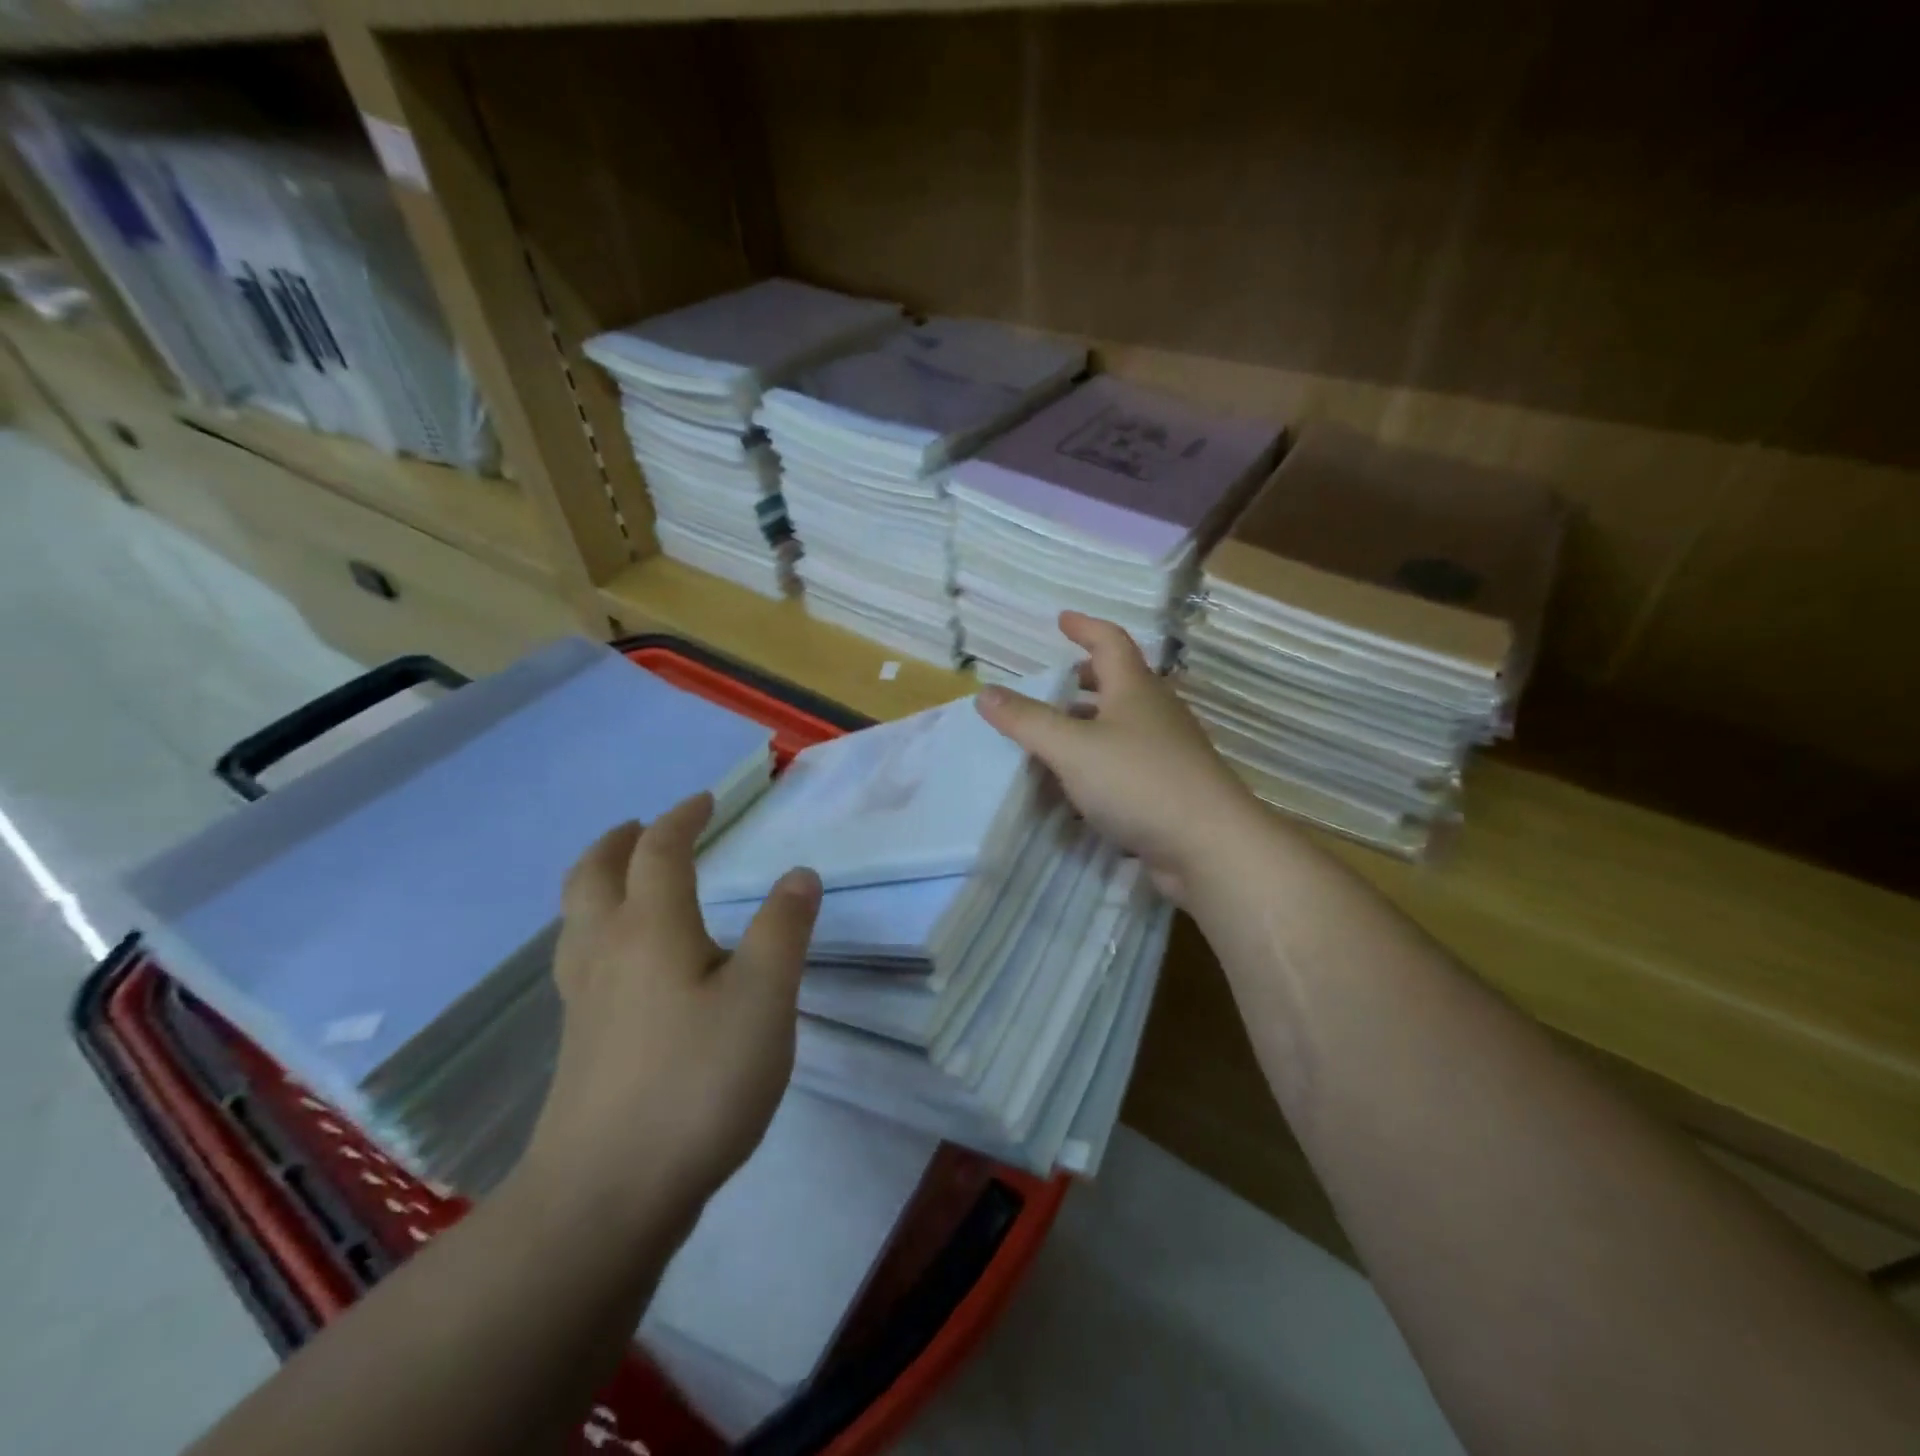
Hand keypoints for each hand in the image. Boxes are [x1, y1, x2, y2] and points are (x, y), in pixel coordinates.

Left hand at [521, 794, 821, 1221]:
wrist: (606, 1197)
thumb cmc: (697, 1083)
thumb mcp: (764, 999)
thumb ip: (783, 930)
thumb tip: (798, 874)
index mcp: (651, 928)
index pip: (660, 851)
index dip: (682, 818)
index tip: (705, 801)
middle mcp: (606, 951)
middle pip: (595, 875)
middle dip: (620, 841)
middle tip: (644, 827)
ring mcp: (583, 1000)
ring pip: (578, 918)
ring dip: (599, 882)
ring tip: (627, 881)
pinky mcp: (578, 1043)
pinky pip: (580, 958)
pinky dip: (598, 929)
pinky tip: (624, 962)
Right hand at [976, 612, 1263, 903]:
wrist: (1209, 846)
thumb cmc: (1139, 782)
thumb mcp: (1072, 748)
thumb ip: (1027, 721)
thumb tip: (984, 692)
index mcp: (1135, 689)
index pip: (1110, 642)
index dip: (1085, 627)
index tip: (1061, 620)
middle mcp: (1156, 713)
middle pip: (1120, 683)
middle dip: (1087, 678)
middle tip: (1056, 682)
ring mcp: (1168, 752)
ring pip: (1123, 725)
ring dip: (1091, 723)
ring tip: (1057, 734)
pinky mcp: (1170, 788)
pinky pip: (1127, 762)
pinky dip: (1100, 762)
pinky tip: (1078, 786)